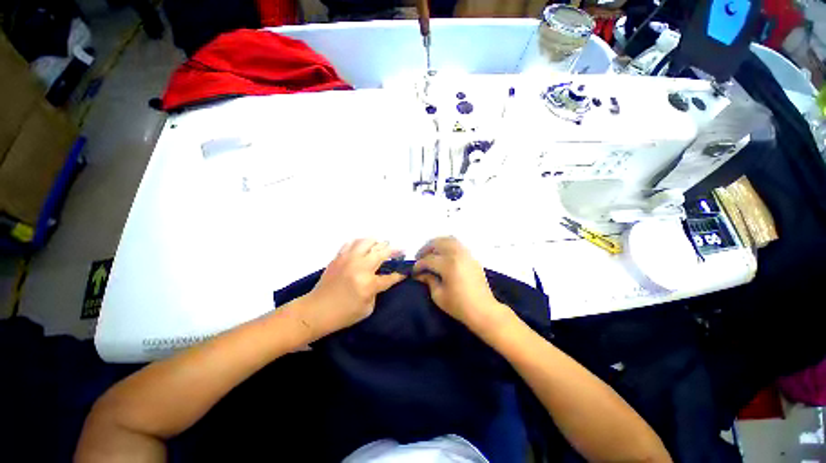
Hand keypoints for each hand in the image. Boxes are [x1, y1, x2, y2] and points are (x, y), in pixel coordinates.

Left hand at [299, 239, 405, 339]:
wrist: (315, 311)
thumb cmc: (343, 314)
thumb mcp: (367, 308)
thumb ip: (377, 290)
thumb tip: (381, 277)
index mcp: (368, 283)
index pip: (390, 276)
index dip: (400, 274)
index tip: (406, 271)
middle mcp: (360, 267)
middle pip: (382, 252)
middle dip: (395, 251)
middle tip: (401, 251)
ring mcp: (348, 259)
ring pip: (367, 241)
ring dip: (378, 243)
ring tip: (381, 246)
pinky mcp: (339, 257)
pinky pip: (352, 243)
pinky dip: (361, 243)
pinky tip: (363, 247)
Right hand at [413, 237, 513, 334]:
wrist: (484, 310)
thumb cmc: (459, 306)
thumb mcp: (438, 295)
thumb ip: (428, 280)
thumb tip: (421, 273)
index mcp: (449, 265)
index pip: (428, 259)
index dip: (418, 265)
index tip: (413, 271)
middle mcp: (458, 254)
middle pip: (438, 243)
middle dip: (425, 249)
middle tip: (419, 258)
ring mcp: (466, 254)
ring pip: (448, 239)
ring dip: (436, 244)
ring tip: (430, 253)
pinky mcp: (472, 256)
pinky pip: (457, 244)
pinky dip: (447, 244)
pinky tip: (442, 254)